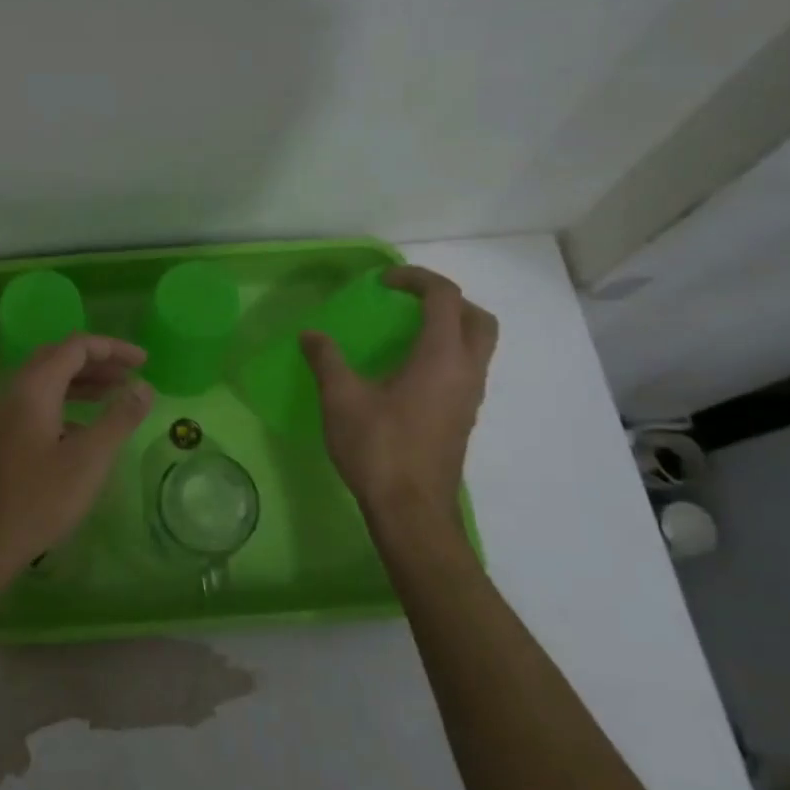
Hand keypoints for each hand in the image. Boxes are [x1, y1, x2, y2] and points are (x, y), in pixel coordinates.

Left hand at [0, 334, 153, 572]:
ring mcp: (4, 416)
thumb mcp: (89, 459)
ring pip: (46, 382)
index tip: (145, 363)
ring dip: (82, 382)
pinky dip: (66, 404)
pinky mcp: (2, 438)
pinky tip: (83, 429)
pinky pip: (37, 405)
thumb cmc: (39, 499)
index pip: (76, 347)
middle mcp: (15, 393)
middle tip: (130, 376)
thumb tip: (144, 387)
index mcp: (34, 388)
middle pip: (58, 358)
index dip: (113, 348)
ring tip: (114, 395)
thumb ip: (119, 418)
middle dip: (97, 362)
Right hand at [301, 265, 496, 539]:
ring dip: (451, 327)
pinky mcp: (464, 418)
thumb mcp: (341, 399)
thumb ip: (327, 360)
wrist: (411, 510)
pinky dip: (447, 354)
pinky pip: (467, 369)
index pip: (444, 297)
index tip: (384, 282)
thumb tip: (311, 335)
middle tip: (409, 303)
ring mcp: (470, 397)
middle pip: (477, 317)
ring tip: (407, 334)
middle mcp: (466, 370)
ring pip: (478, 345)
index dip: (416, 279)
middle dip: (447, 300)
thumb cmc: (379, 448)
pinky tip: (408, 373)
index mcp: (441, 357)